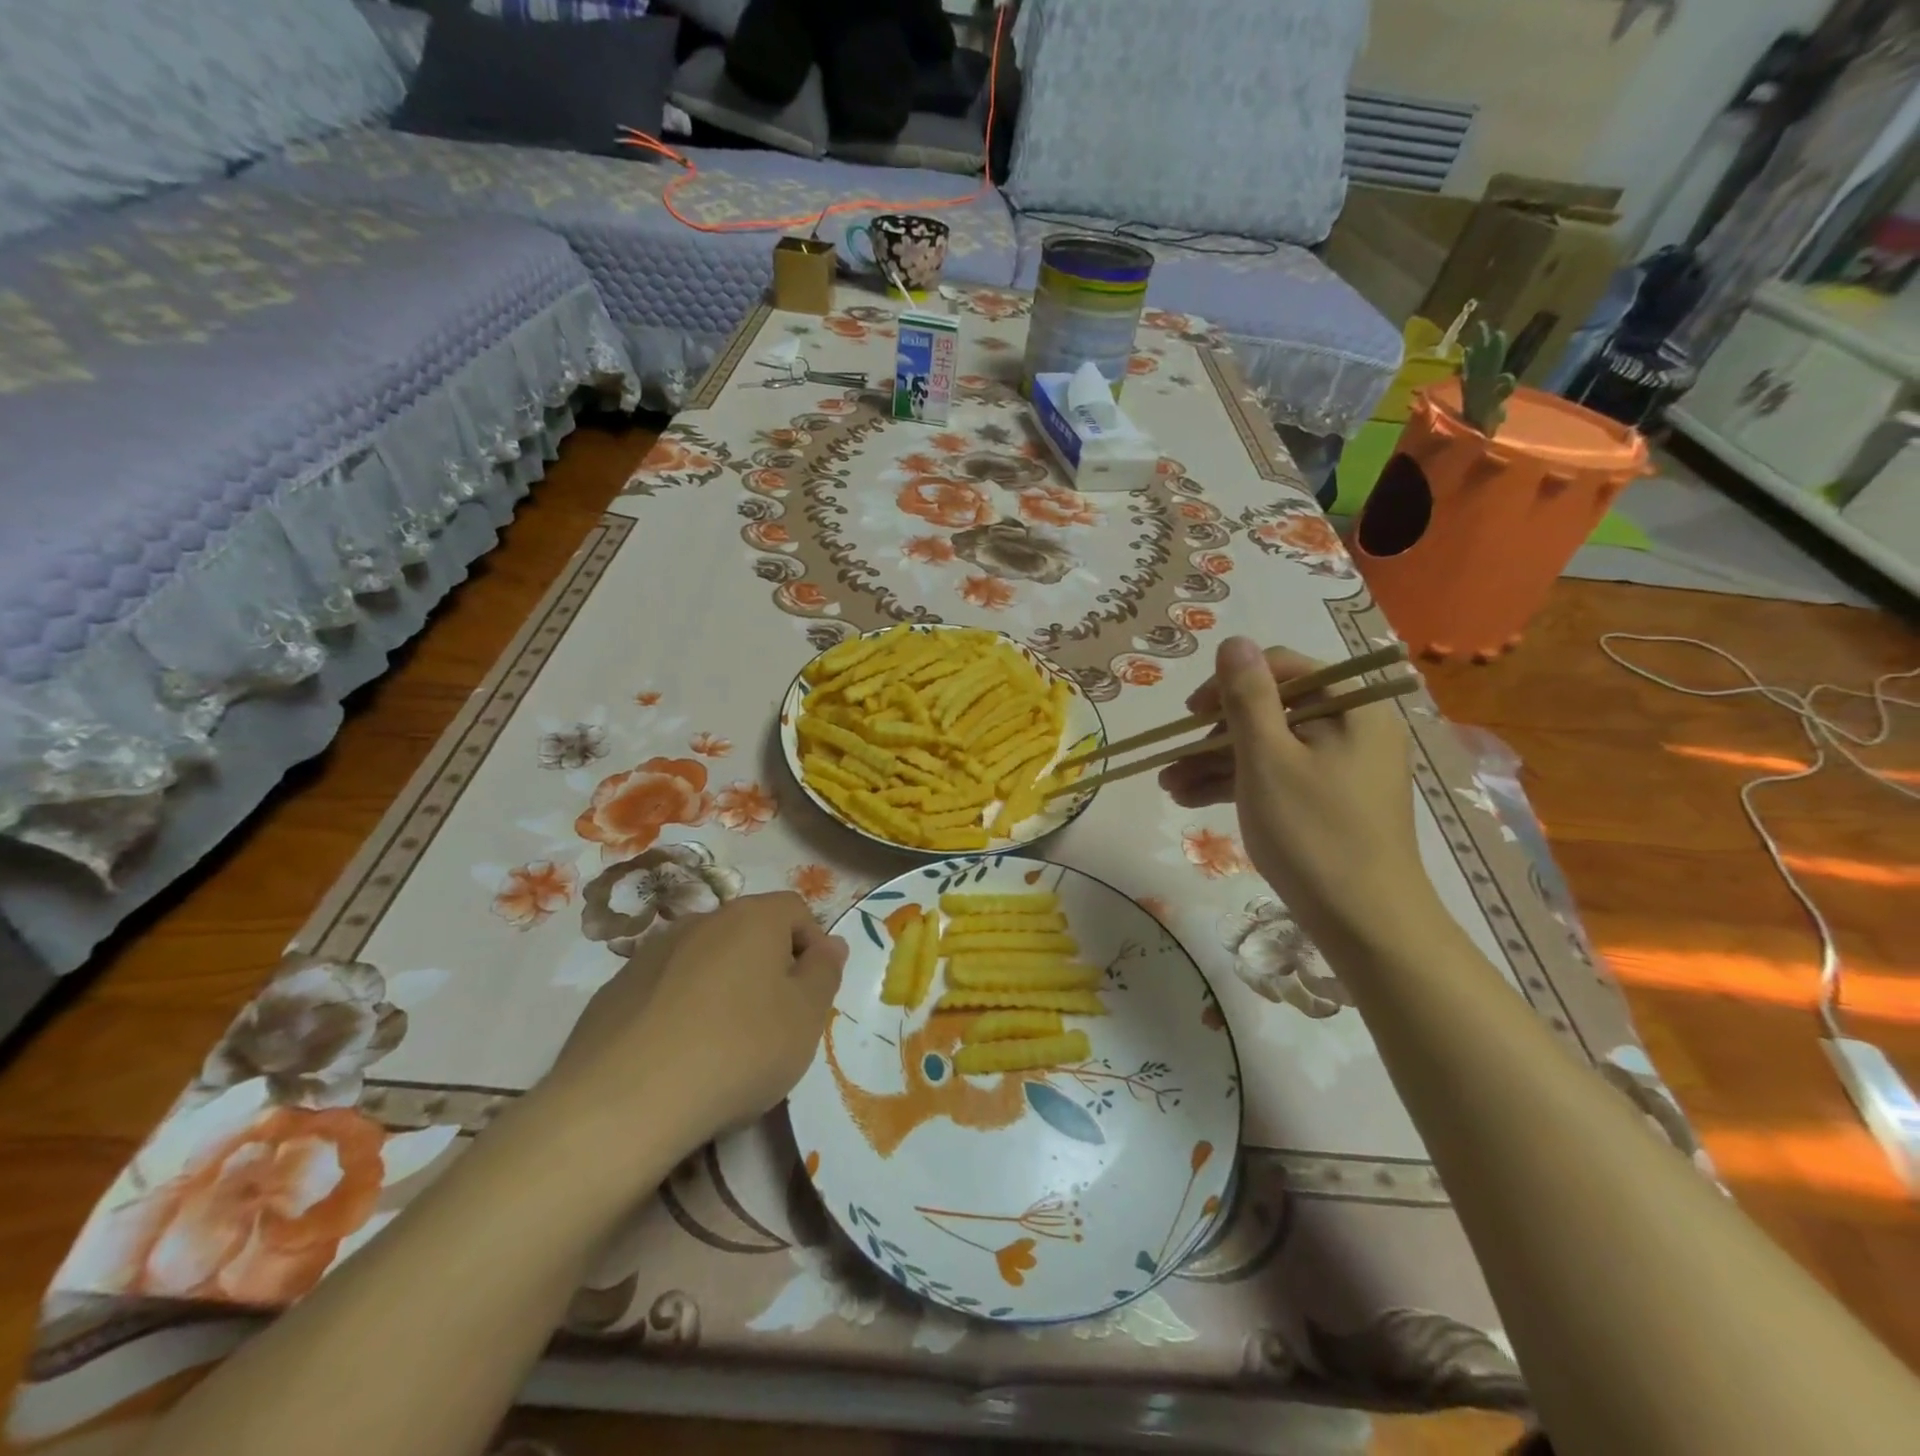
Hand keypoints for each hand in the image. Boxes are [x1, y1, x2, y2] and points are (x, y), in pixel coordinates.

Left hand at [547, 893, 846, 1147]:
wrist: (623, 1103)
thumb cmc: (738, 1050)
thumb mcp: (806, 1017)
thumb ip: (826, 972)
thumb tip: (830, 943)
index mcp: (753, 918)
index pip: (795, 910)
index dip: (812, 946)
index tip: (812, 993)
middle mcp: (701, 920)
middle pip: (749, 931)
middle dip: (768, 967)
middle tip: (774, 1021)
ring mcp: (651, 952)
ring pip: (705, 958)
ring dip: (723, 986)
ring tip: (723, 1043)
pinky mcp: (614, 990)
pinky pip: (664, 988)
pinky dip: (679, 1009)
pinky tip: (677, 1056)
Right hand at [1159, 636, 1425, 942]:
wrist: (1365, 924)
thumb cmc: (1314, 832)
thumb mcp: (1268, 758)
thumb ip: (1247, 697)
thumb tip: (1234, 641)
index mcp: (1353, 708)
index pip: (1285, 669)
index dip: (1232, 683)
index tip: (1193, 713)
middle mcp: (1353, 729)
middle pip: (1274, 711)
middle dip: (1216, 734)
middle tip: (1173, 757)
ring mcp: (1341, 768)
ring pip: (1270, 748)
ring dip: (1217, 763)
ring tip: (1167, 786)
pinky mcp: (1329, 801)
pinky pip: (1279, 776)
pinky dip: (1239, 784)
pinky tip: (1190, 799)